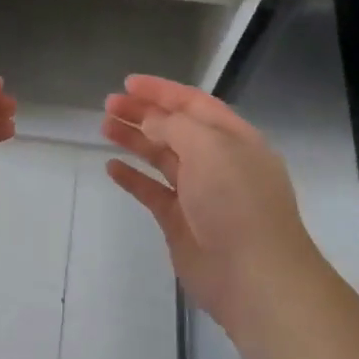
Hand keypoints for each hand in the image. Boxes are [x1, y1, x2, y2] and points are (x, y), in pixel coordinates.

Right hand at [103, 74, 320, 330]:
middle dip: (143, 113)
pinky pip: (152, 191)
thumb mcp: (208, 148)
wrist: (253, 275)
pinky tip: (112, 167)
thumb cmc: (236, 201)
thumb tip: (151, 121)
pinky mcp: (181, 221)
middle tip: (109, 104)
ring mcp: (199, 193)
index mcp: (233, 138)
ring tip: (105, 126)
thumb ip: (174, 127)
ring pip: (162, 157)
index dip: (161, 91)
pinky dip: (133, 178)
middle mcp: (218, 161)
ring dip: (135, 140)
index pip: (194, 103)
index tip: (128, 83)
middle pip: (175, 128)